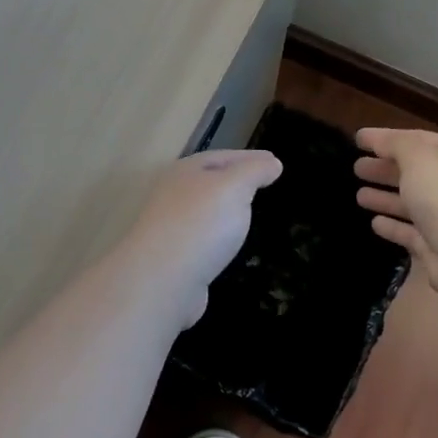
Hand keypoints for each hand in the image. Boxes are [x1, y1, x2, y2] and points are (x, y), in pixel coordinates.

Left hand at [121, 149, 282, 327]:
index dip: (250, 158)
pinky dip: (219, 234)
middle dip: (235, 180)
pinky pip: (203, 237)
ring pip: (205, 210)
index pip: (223, 157)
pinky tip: (229, 242)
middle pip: (210, 181)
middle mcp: (173, 194)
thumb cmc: (201, 224)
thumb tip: (272, 162)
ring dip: (226, 208)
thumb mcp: (234, 188)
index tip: (274, 162)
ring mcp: (171, 226)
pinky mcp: (174, 256)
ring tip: (249, 211)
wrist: (163, 279)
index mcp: (186, 171)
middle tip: (264, 183)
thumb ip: (254, 171)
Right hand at [354, 128, 437, 304]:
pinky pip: (410, 232)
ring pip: (411, 203)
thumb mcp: (419, 157)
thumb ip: (396, 144)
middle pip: (415, 173)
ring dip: (385, 197)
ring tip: (358, 196)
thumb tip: (378, 141)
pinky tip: (374, 223)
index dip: (387, 138)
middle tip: (356, 168)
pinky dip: (393, 226)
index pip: (418, 140)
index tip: (358, 139)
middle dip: (385, 168)